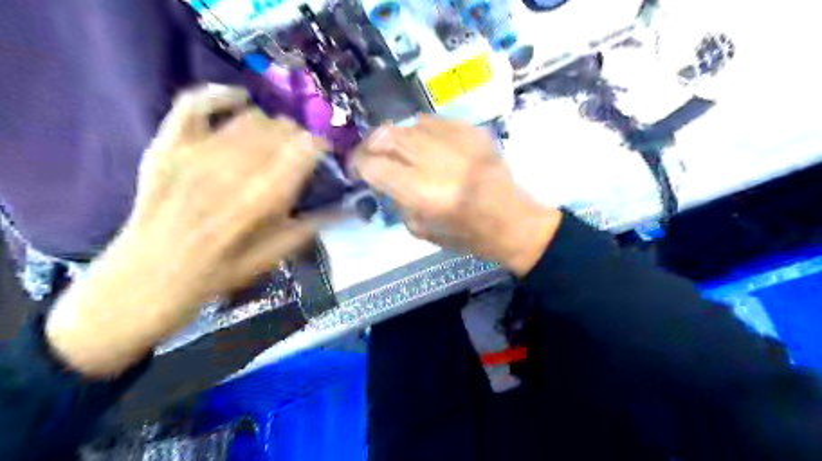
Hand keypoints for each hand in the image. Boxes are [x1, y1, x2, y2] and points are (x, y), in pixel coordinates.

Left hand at [46, 85, 328, 375]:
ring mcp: (195, 154)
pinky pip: (195, 104)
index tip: (326, 150)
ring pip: (248, 117)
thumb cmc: (218, 275)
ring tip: (276, 137)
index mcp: (261, 202)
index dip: (320, 143)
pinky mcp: (166, 146)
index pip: (303, 150)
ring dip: (271, 123)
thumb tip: (349, 209)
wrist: (146, 280)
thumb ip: (311, 227)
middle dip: (299, 134)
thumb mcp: (273, 258)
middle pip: (279, 129)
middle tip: (302, 149)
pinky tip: (239, 100)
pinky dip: (220, 95)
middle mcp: (231, 171)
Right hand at [351, 116, 557, 276]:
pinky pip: (435, 120)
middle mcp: (440, 164)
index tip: (356, 168)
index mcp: (426, 196)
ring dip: (396, 136)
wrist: (514, 223)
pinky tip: (425, 143)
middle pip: (389, 137)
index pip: (377, 166)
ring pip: (410, 124)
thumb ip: (398, 201)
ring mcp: (460, 144)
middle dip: (371, 144)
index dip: (358, 163)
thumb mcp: (422, 231)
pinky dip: (422, 130)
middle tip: (370, 154)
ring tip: (397, 149)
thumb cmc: (468, 236)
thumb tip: (382, 176)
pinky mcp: (475, 133)